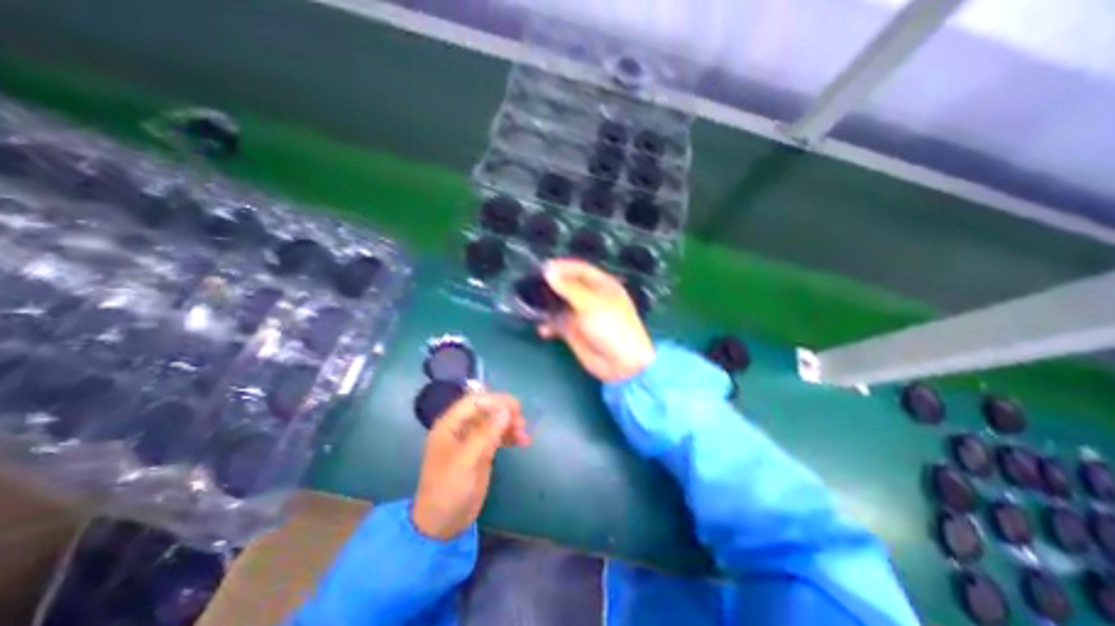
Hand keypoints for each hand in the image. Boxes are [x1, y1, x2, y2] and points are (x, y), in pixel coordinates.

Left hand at [409, 394, 531, 539]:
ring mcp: (472, 439)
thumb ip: (485, 434)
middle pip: (487, 409)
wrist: (442, 525)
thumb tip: (506, 410)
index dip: (494, 401)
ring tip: (524, 435)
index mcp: (450, 425)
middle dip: (505, 412)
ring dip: (511, 424)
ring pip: (495, 422)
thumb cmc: (447, 490)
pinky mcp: (482, 451)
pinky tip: (523, 441)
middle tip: (521, 422)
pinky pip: (498, 436)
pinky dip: (510, 436)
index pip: (474, 401)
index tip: (514, 408)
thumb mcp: (465, 461)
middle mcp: (461, 428)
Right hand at [539, 258, 654, 380]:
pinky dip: (549, 325)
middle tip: (531, 285)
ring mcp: (582, 315)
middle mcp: (591, 297)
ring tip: (531, 306)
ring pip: (560, 305)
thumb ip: (569, 288)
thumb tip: (549, 271)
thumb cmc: (611, 326)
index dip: (563, 267)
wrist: (621, 363)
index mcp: (602, 285)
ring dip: (546, 305)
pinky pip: (557, 323)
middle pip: (568, 286)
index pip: (580, 269)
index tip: (543, 267)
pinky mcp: (574, 331)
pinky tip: (542, 329)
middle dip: (551, 286)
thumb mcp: (590, 303)